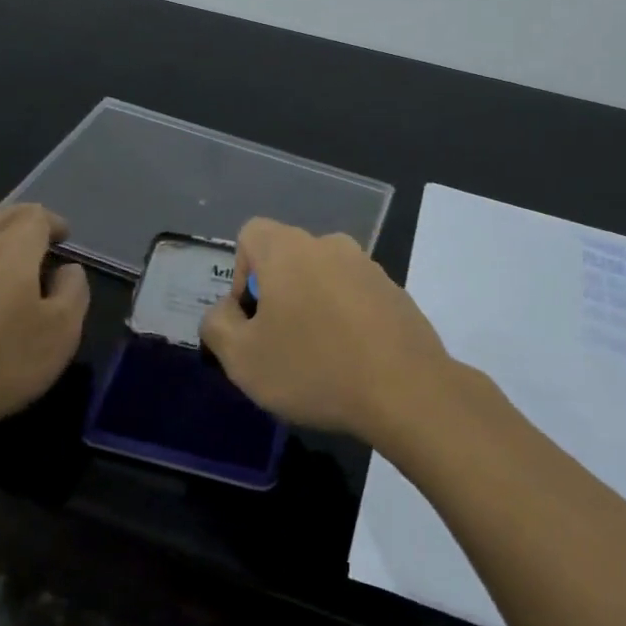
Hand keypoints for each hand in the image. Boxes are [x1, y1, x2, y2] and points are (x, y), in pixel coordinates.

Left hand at [0, 204, 88, 445]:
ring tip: (12, 258)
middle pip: (3, 214)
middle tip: (42, 243)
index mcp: (12, 246)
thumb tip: (66, 269)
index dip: (54, 223)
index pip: (36, 215)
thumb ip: (74, 291)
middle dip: (26, 222)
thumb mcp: (61, 333)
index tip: (65, 240)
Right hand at [199, 218, 454, 442]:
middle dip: (276, 295)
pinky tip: (351, 361)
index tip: (251, 318)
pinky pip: (355, 297)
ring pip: (322, 279)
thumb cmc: (314, 368)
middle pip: (287, 258)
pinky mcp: (396, 293)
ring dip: (311, 308)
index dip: (239, 274)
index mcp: (289, 249)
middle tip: (278, 345)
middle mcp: (330, 245)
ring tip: (317, 358)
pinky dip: (345, 319)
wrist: (407, 391)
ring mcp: (369, 267)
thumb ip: (217, 326)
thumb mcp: (242, 358)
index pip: (251, 234)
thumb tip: (225, 312)